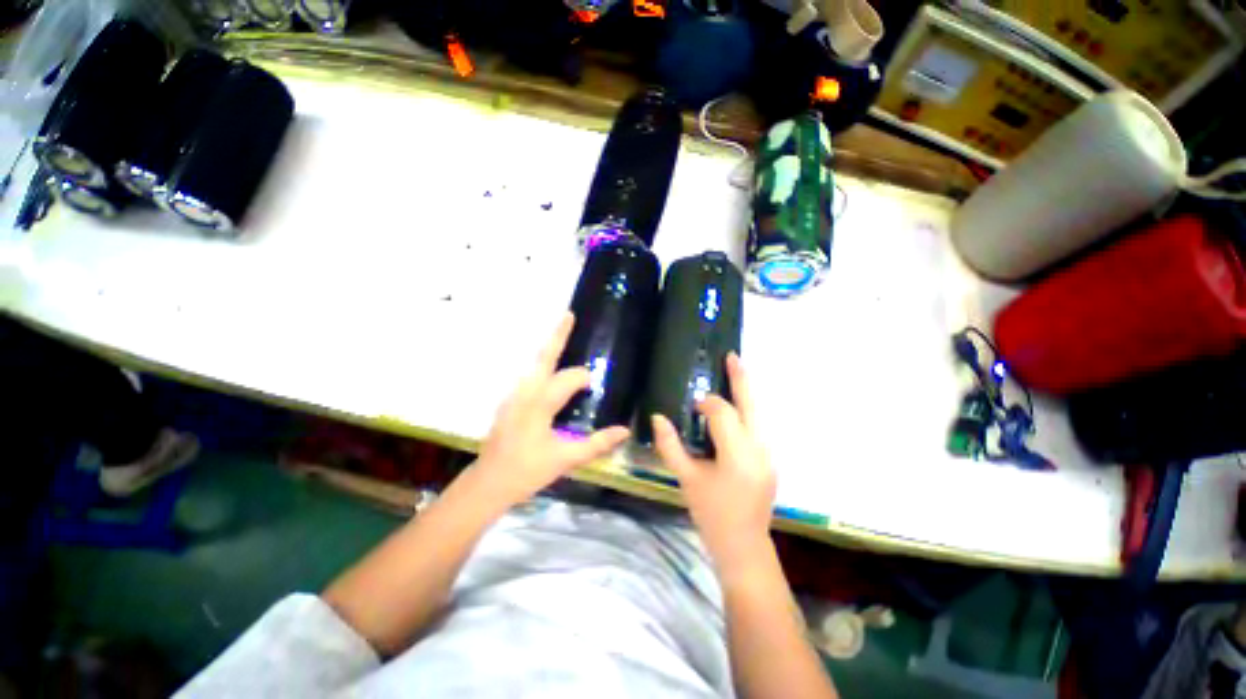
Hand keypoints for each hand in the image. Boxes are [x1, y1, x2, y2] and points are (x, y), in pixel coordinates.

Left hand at [467, 312, 629, 511]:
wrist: (488, 483)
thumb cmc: (528, 471)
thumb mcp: (565, 458)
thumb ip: (597, 443)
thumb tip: (624, 430)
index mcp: (539, 403)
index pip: (568, 378)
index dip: (583, 377)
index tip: (593, 384)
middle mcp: (524, 392)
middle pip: (543, 357)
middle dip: (557, 336)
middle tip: (568, 315)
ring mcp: (513, 395)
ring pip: (533, 365)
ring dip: (548, 349)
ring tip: (562, 336)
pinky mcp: (509, 402)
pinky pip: (529, 376)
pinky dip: (541, 365)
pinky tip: (550, 371)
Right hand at [652, 353, 776, 573]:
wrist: (743, 545)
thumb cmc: (711, 513)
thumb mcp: (686, 478)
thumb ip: (669, 446)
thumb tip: (657, 417)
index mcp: (737, 454)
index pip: (722, 413)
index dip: (707, 403)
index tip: (694, 407)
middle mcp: (759, 448)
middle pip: (751, 404)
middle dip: (741, 378)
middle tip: (732, 356)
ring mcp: (769, 454)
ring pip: (758, 414)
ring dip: (745, 393)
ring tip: (735, 373)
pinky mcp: (770, 459)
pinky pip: (758, 426)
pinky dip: (747, 411)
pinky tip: (736, 406)